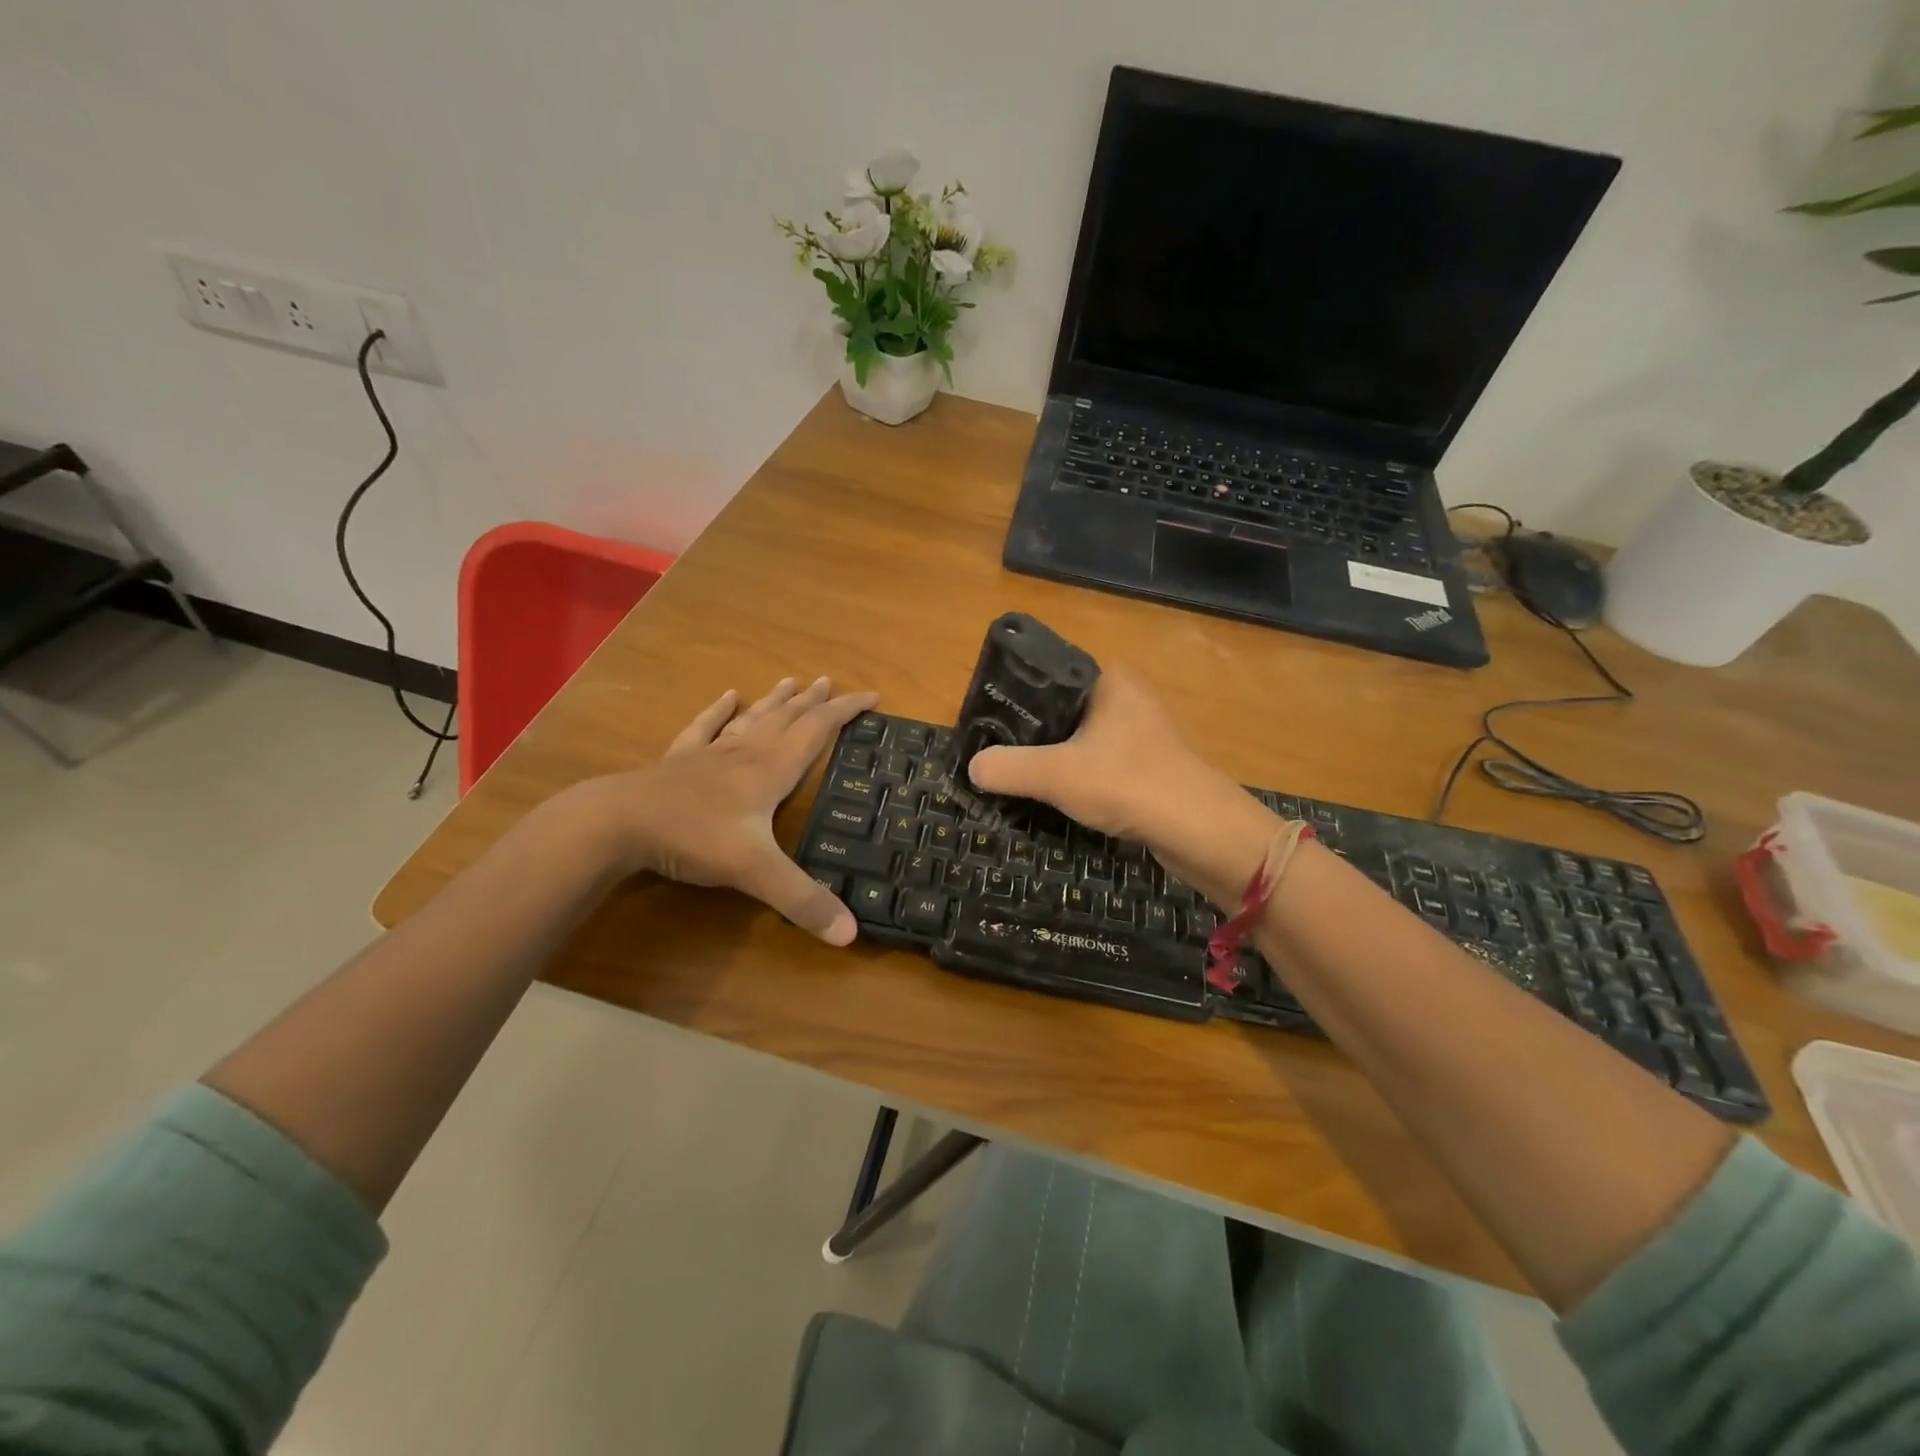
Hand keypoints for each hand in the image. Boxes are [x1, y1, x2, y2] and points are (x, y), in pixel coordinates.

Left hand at [586, 676, 877, 944]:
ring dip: (775, 701)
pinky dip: (719, 711)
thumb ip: (802, 901)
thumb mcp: (755, 872)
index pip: (817, 731)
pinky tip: (727, 696)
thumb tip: (851, 934)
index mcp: (770, 770)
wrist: (619, 823)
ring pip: (752, 719)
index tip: (873, 696)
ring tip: (792, 681)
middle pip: (787, 718)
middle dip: (814, 701)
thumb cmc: (694, 838)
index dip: (846, 711)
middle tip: (831, 682)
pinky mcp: (680, 761)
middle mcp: (746, 753)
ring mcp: (710, 754)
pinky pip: (705, 727)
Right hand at [967, 666, 1272, 903]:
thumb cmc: (1129, 784)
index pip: (1048, 676)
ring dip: (1055, 759)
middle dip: (1030, 735)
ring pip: (1082, 740)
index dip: (1014, 699)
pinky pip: (1101, 764)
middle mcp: (1128, 696)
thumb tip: (972, 767)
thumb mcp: (1056, 774)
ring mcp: (1143, 732)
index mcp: (1109, 679)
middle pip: (1062, 710)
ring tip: (1018, 777)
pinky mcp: (1151, 765)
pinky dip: (1079, 778)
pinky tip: (1060, 797)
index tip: (985, 725)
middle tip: (995, 755)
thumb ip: (1008, 768)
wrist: (1203, 832)